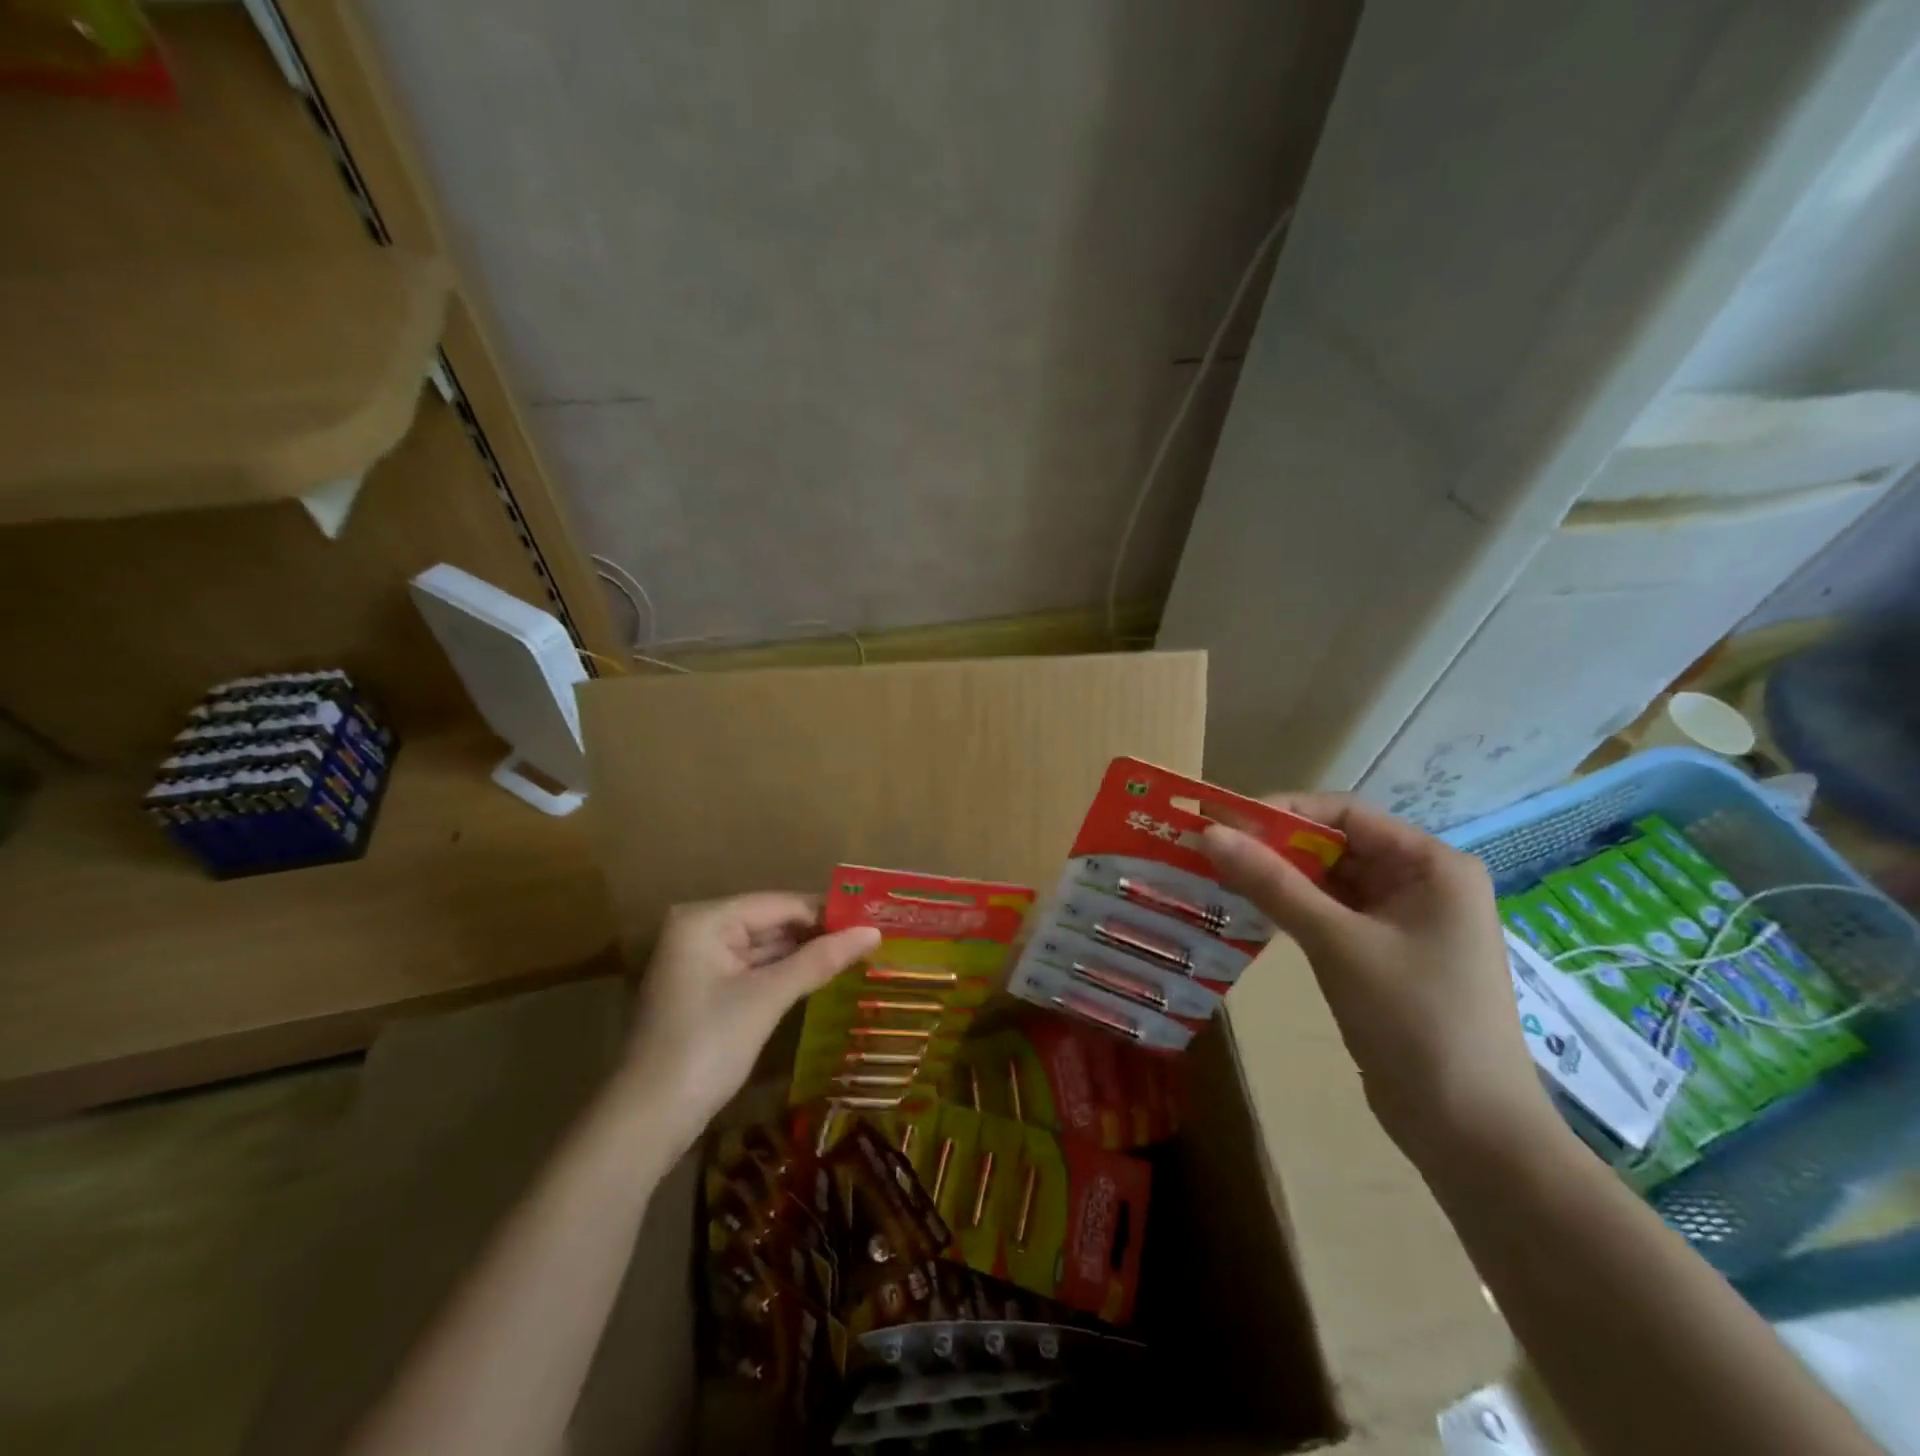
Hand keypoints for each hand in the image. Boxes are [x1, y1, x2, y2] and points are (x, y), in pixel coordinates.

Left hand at [621, 894, 880, 1153]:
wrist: (646, 1121)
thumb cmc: (706, 1047)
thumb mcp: (767, 998)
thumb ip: (820, 960)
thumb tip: (873, 932)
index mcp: (706, 919)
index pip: (779, 903)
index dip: (827, 913)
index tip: (873, 920)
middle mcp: (699, 930)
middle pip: (770, 922)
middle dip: (817, 934)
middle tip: (871, 939)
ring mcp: (699, 963)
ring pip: (763, 948)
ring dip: (804, 956)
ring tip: (857, 955)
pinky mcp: (704, 992)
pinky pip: (752, 971)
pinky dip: (783, 976)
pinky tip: (821, 979)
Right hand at [1202, 795, 1558, 1169]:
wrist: (1469, 1132)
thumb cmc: (1414, 1020)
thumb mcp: (1337, 943)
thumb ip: (1272, 884)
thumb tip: (1209, 832)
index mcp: (1431, 865)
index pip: (1345, 813)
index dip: (1281, 811)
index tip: (1222, 819)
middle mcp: (1420, 883)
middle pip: (1334, 845)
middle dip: (1273, 846)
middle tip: (1207, 848)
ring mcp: (1402, 922)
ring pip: (1327, 882)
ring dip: (1276, 879)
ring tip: (1215, 874)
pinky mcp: (1382, 956)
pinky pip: (1329, 916)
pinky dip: (1290, 910)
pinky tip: (1246, 911)